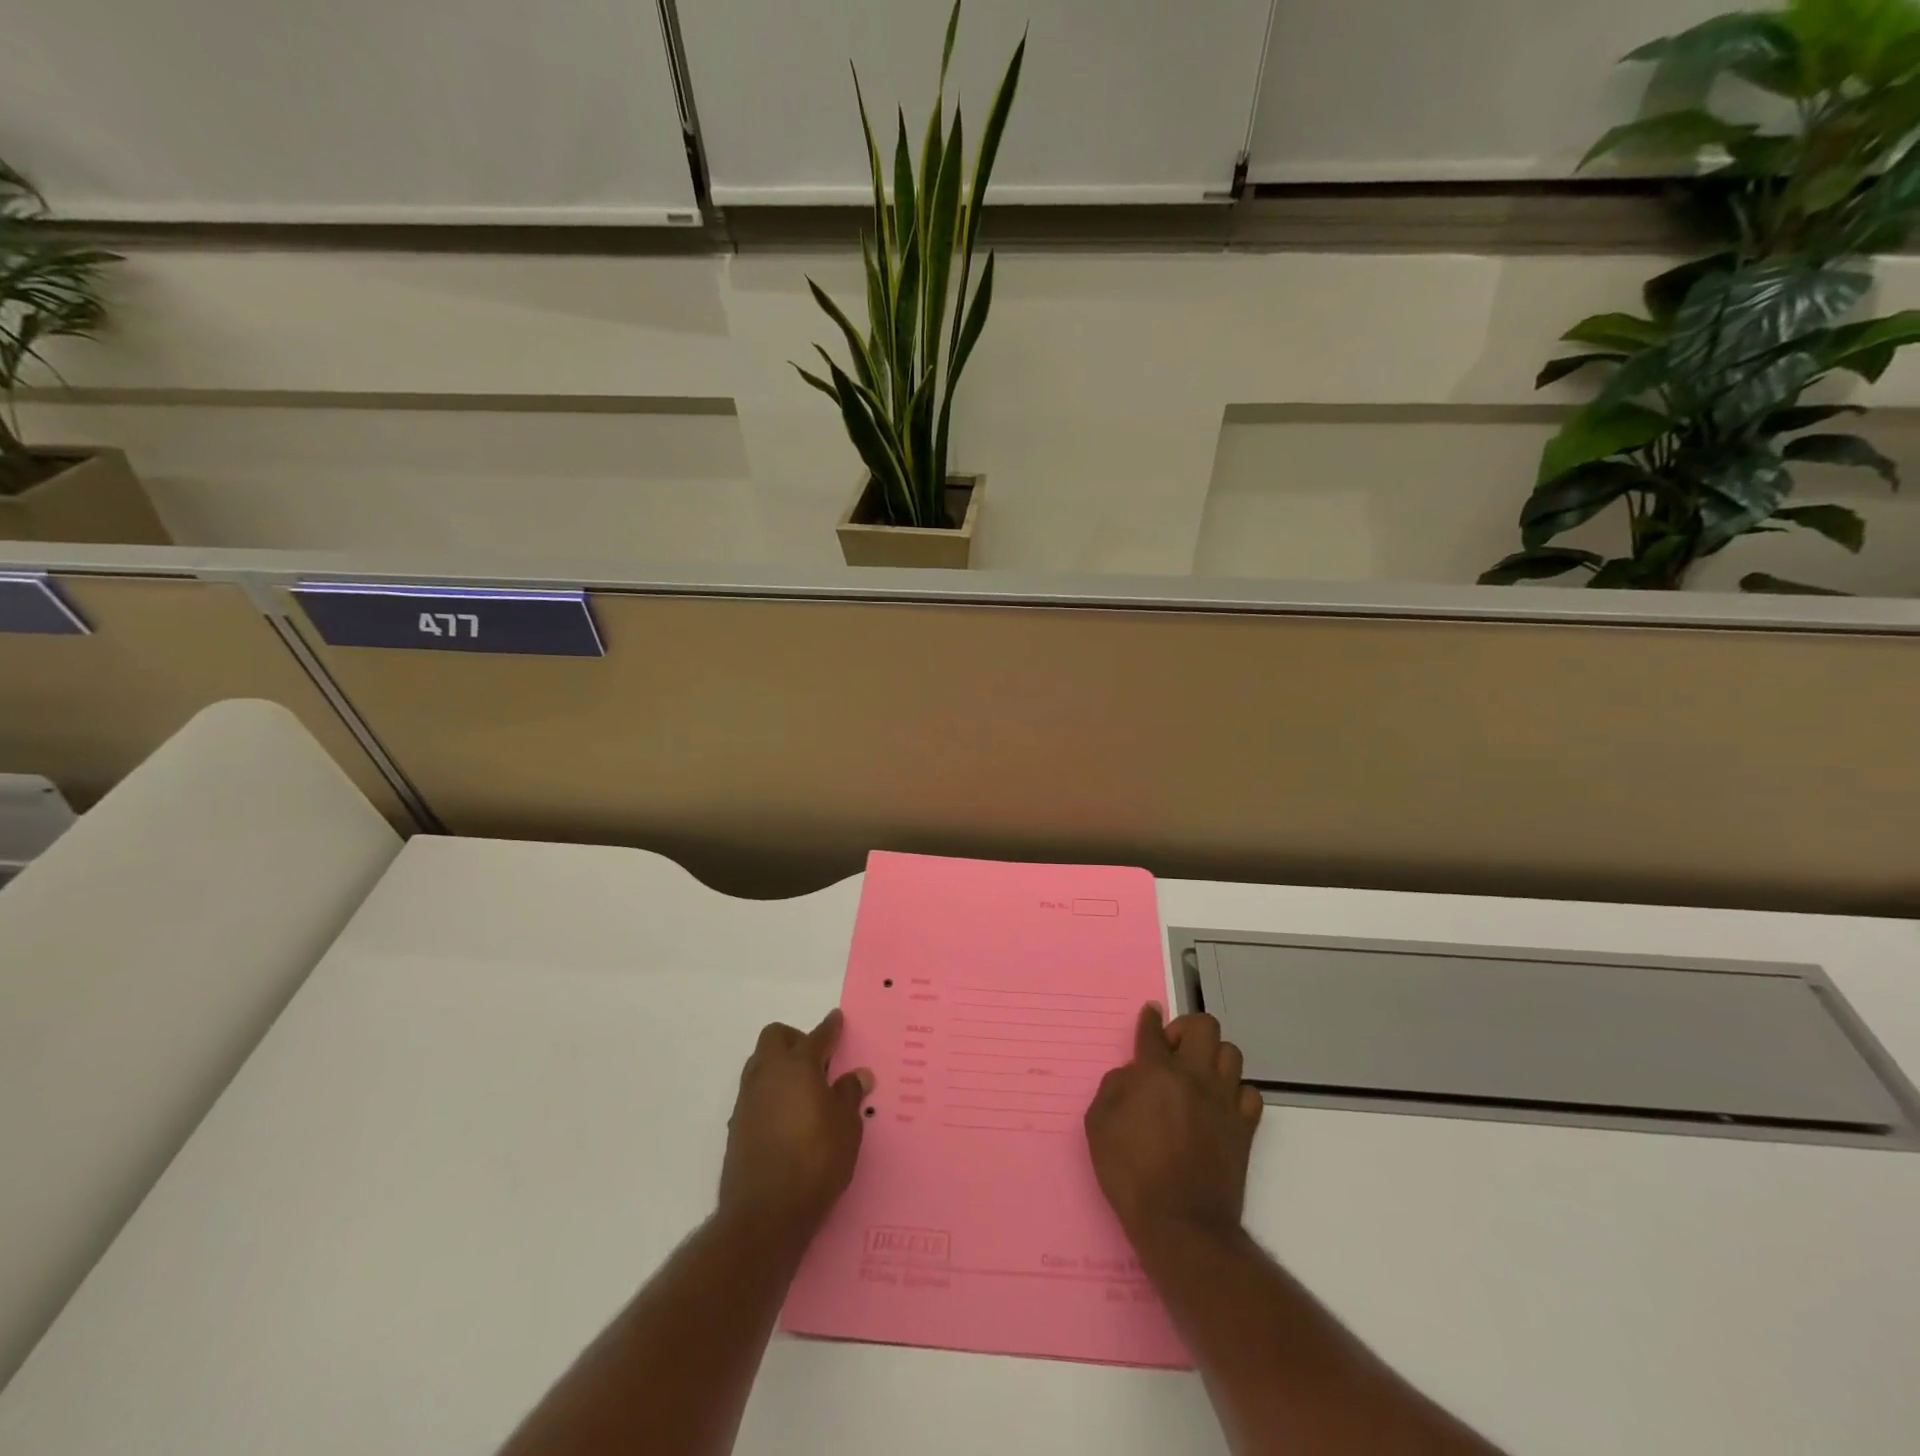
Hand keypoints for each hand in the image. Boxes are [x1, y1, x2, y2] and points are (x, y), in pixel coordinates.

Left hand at [717, 1010, 873, 1241]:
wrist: (765, 1215)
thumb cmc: (815, 1162)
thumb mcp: (847, 1128)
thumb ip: (849, 1095)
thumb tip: (857, 1075)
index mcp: (798, 1065)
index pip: (817, 1036)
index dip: (830, 1027)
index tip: (837, 1019)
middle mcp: (768, 1074)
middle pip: (776, 1037)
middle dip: (796, 1039)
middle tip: (818, 1062)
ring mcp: (748, 1099)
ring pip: (760, 1063)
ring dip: (779, 1065)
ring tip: (803, 1090)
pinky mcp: (736, 1125)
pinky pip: (754, 1092)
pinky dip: (770, 1092)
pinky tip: (787, 1116)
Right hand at [1085, 1004, 1262, 1246]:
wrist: (1181, 1224)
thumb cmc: (1131, 1174)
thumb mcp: (1098, 1125)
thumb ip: (1113, 1087)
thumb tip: (1132, 1073)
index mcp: (1155, 1072)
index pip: (1153, 1031)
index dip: (1150, 1019)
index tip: (1151, 1013)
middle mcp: (1193, 1076)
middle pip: (1204, 1026)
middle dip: (1186, 1029)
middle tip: (1172, 1052)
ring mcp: (1224, 1100)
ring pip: (1231, 1053)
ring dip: (1213, 1057)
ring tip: (1198, 1076)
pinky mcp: (1244, 1127)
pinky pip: (1250, 1092)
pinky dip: (1236, 1092)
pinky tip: (1220, 1105)